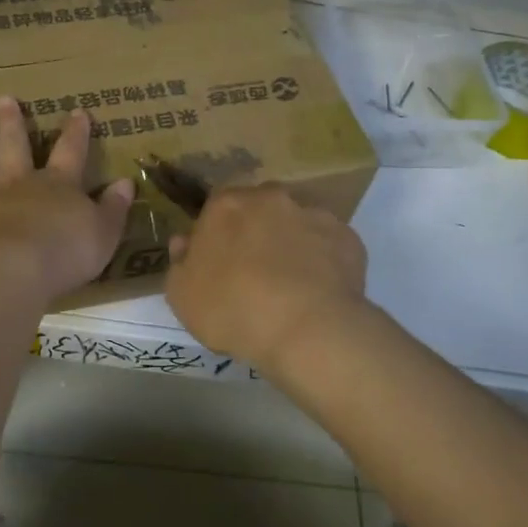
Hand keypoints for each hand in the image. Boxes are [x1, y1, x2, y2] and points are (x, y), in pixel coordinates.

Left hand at [0, 95, 134, 309]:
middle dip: (12, 122)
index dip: (75, 132)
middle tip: (4, 98)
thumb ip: (113, 208)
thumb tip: (125, 183)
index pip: (70, 151)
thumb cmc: (64, 254)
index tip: (77, 111)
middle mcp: (17, 183)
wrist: (11, 273)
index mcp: (56, 185)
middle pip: (14, 146)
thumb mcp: (103, 233)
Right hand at [165, 184, 368, 372]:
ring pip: (296, 224)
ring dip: (292, 244)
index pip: (216, 208)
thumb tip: (184, 241)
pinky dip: (324, 261)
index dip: (216, 235)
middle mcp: (270, 197)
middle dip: (256, 232)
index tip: (218, 264)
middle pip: (259, 210)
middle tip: (255, 273)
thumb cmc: (232, 308)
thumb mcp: (182, 295)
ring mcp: (313, 214)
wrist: (306, 329)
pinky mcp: (348, 237)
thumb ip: (179, 262)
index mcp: (226, 204)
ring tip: (292, 286)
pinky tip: (320, 292)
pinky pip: (329, 245)